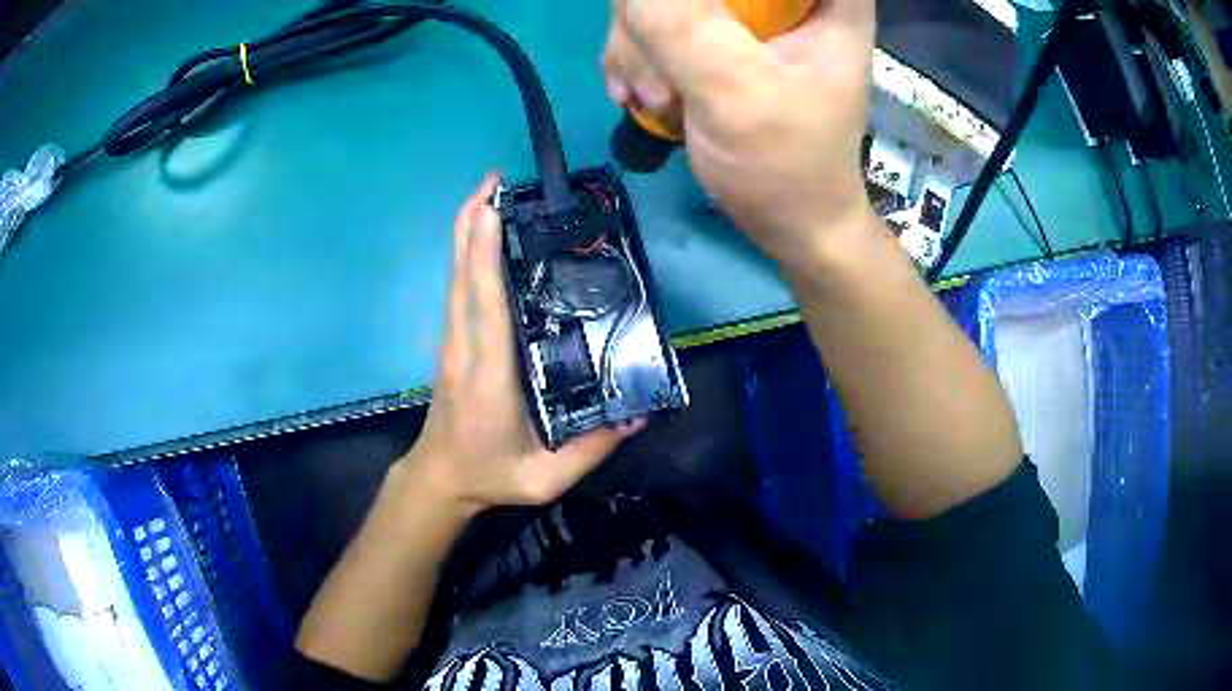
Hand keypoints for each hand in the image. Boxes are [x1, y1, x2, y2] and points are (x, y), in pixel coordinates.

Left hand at [399, 174, 641, 515]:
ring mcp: (453, 342)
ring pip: (456, 277)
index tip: (494, 209)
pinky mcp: (452, 342)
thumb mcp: (546, 476)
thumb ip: (594, 448)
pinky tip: (481, 233)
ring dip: (468, 231)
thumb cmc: (490, 474)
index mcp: (489, 375)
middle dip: (474, 223)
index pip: (486, 306)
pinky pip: (459, 288)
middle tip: (494, 179)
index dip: (486, 255)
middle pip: (464, 276)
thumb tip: (640, 413)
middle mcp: (465, 348)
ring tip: (488, 191)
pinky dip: (467, 253)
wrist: (440, 479)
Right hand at [603, 0, 876, 273]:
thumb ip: (678, 24)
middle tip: (657, 75)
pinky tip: (641, 94)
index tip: (688, 31)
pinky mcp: (715, 32)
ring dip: (637, 41)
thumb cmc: (785, 165)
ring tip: (651, 97)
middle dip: (655, 18)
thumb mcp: (735, 91)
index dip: (698, 3)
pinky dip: (635, 54)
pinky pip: (652, 19)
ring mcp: (745, 11)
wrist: (788, 222)